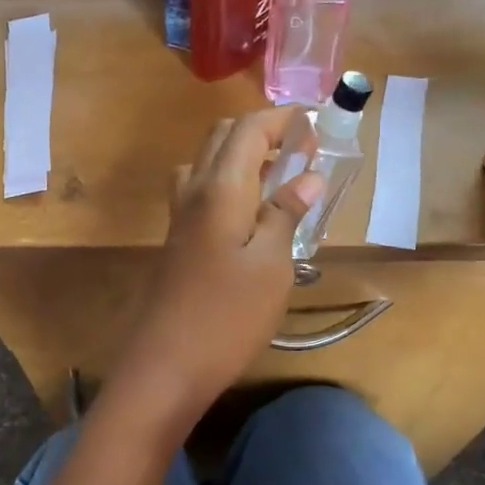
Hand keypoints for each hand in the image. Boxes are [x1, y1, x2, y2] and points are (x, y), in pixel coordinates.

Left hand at [110, 110, 323, 424]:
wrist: (166, 365)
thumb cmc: (228, 316)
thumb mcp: (272, 265)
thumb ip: (286, 214)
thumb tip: (308, 176)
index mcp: (220, 188)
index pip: (249, 128)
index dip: (284, 119)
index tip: (318, 131)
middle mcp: (193, 191)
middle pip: (223, 137)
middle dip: (263, 132)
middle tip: (302, 155)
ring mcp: (179, 216)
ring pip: (207, 163)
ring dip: (242, 157)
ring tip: (278, 181)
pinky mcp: (177, 241)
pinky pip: (201, 191)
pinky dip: (229, 184)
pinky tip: (250, 215)